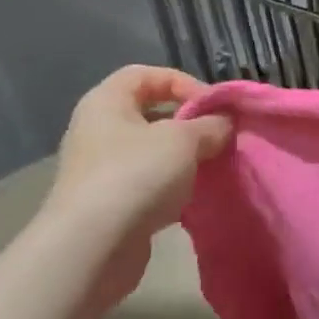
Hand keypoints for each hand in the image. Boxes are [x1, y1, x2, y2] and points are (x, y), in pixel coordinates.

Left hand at [39, 66, 232, 306]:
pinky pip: (149, 180)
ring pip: (153, 149)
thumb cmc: (137, 175)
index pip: (146, 74)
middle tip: (219, 137)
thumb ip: (212, 125)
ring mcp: (102, 168)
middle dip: (190, 122)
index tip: (213, 107)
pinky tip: (194, 196)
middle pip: (151, 112)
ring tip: (213, 167)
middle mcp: (99, 130)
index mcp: (106, 103)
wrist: (94, 245)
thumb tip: (224, 124)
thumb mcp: (185, 140)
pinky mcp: (110, 201)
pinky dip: (174, 184)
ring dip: (185, 156)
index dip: (183, 82)